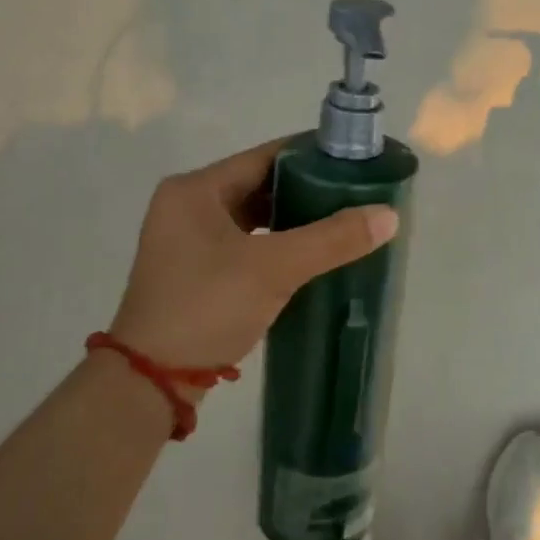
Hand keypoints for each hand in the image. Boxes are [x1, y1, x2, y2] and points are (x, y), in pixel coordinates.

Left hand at [107, 138, 398, 373]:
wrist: (150, 383)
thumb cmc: (205, 308)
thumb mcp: (272, 269)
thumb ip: (332, 239)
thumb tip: (389, 215)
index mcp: (195, 189)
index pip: (265, 156)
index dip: (312, 156)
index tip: (355, 160)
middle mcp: (188, 206)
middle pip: (261, 185)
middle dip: (309, 189)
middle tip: (357, 193)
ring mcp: (190, 241)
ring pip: (255, 218)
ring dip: (296, 220)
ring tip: (345, 220)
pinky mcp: (197, 272)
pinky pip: (248, 244)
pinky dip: (280, 245)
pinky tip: (314, 253)